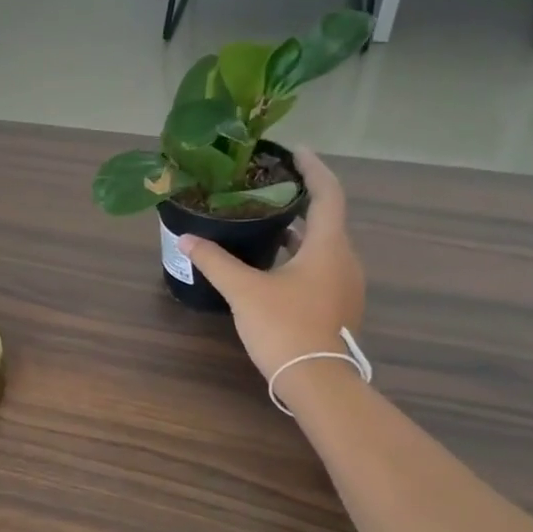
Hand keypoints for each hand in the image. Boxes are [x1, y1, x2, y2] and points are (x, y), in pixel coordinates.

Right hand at [178, 149, 365, 390]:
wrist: (317, 381)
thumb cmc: (284, 327)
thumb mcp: (244, 291)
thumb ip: (215, 261)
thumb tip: (187, 238)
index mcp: (328, 246)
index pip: (327, 193)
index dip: (312, 168)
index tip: (294, 150)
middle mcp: (344, 259)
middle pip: (326, 218)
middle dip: (300, 200)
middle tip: (268, 188)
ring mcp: (345, 285)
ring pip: (323, 246)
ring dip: (298, 231)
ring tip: (265, 222)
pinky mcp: (338, 306)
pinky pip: (321, 267)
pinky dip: (300, 256)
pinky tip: (272, 265)